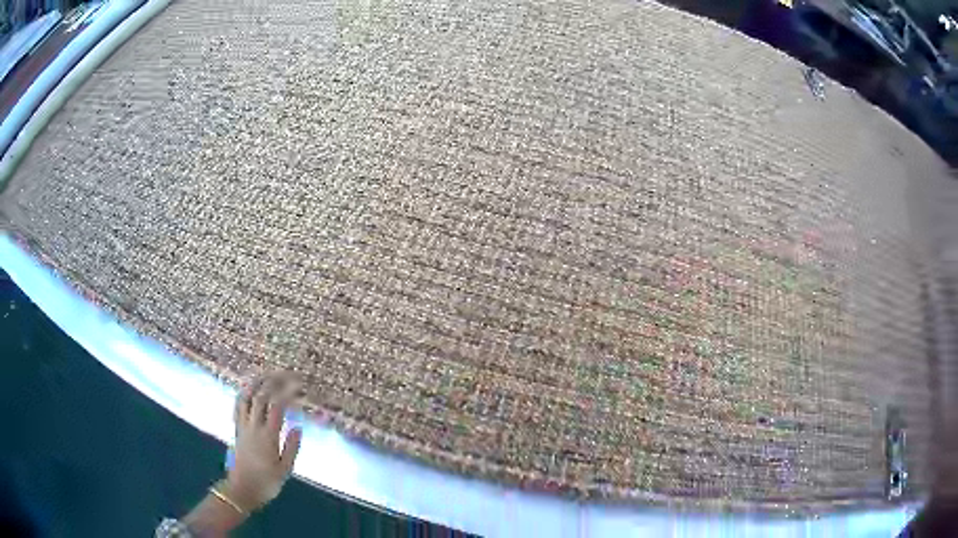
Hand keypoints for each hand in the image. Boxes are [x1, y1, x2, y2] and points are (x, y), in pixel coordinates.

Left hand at [224, 372, 303, 510]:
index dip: (287, 392)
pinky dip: (244, 392)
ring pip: (246, 397)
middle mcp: (253, 427)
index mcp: (268, 436)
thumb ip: (291, 447)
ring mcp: (242, 426)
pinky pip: (238, 405)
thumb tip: (298, 427)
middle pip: (261, 396)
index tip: (298, 385)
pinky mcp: (237, 429)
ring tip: (266, 373)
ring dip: (256, 382)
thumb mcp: (285, 470)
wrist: (242, 490)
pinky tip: (249, 388)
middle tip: (286, 374)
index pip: (277, 406)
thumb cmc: (266, 483)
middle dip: (273, 381)